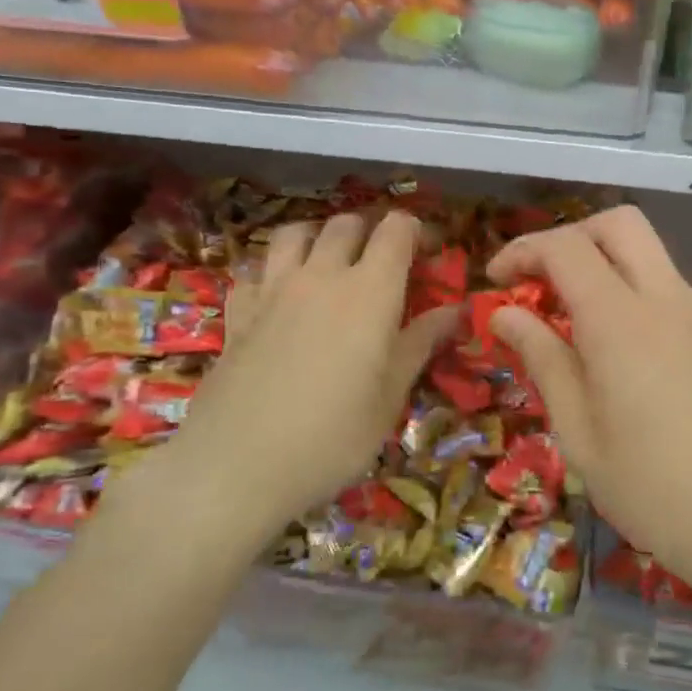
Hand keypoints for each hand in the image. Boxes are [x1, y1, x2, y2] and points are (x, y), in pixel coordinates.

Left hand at [142, 210, 458, 529]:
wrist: (235, 466)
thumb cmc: (332, 436)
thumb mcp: (391, 396)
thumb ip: (421, 343)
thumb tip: (456, 311)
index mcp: (370, 290)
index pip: (396, 229)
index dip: (416, 231)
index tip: (428, 255)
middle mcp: (321, 275)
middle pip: (346, 224)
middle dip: (370, 232)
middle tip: (383, 265)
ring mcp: (273, 290)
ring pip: (295, 233)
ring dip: (317, 238)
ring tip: (329, 266)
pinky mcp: (237, 313)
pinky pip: (255, 271)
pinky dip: (272, 272)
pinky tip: (278, 298)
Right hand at [487, 207, 691, 614]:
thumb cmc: (653, 489)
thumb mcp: (579, 432)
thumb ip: (543, 360)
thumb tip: (506, 314)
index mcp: (622, 320)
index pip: (567, 248)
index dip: (523, 252)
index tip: (495, 284)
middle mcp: (664, 299)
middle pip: (618, 223)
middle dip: (569, 236)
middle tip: (536, 282)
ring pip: (645, 249)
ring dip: (600, 259)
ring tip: (565, 313)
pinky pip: (662, 282)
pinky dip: (626, 284)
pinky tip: (607, 339)